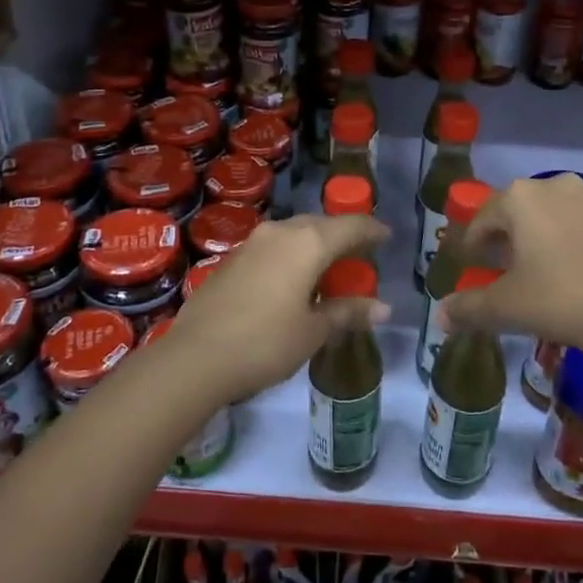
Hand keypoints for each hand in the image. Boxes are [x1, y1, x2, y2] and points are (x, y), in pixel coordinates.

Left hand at [163, 213, 388, 402]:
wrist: (195, 357)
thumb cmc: (265, 343)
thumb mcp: (313, 331)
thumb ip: (347, 313)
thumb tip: (383, 308)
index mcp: (307, 243)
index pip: (350, 226)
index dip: (372, 230)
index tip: (387, 236)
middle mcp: (280, 232)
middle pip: (320, 225)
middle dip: (341, 236)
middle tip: (358, 255)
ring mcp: (251, 243)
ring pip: (293, 234)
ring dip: (313, 245)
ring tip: (326, 268)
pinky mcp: (231, 259)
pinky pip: (273, 248)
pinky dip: (291, 256)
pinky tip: (292, 281)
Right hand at [437, 174, 582, 368]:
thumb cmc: (557, 299)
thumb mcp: (504, 307)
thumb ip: (467, 308)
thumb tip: (442, 316)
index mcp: (520, 198)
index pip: (483, 218)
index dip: (472, 244)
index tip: (471, 267)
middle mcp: (556, 186)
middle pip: (520, 212)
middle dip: (509, 238)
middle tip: (505, 269)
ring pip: (557, 215)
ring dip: (545, 237)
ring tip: (545, 271)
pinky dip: (577, 243)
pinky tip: (581, 273)